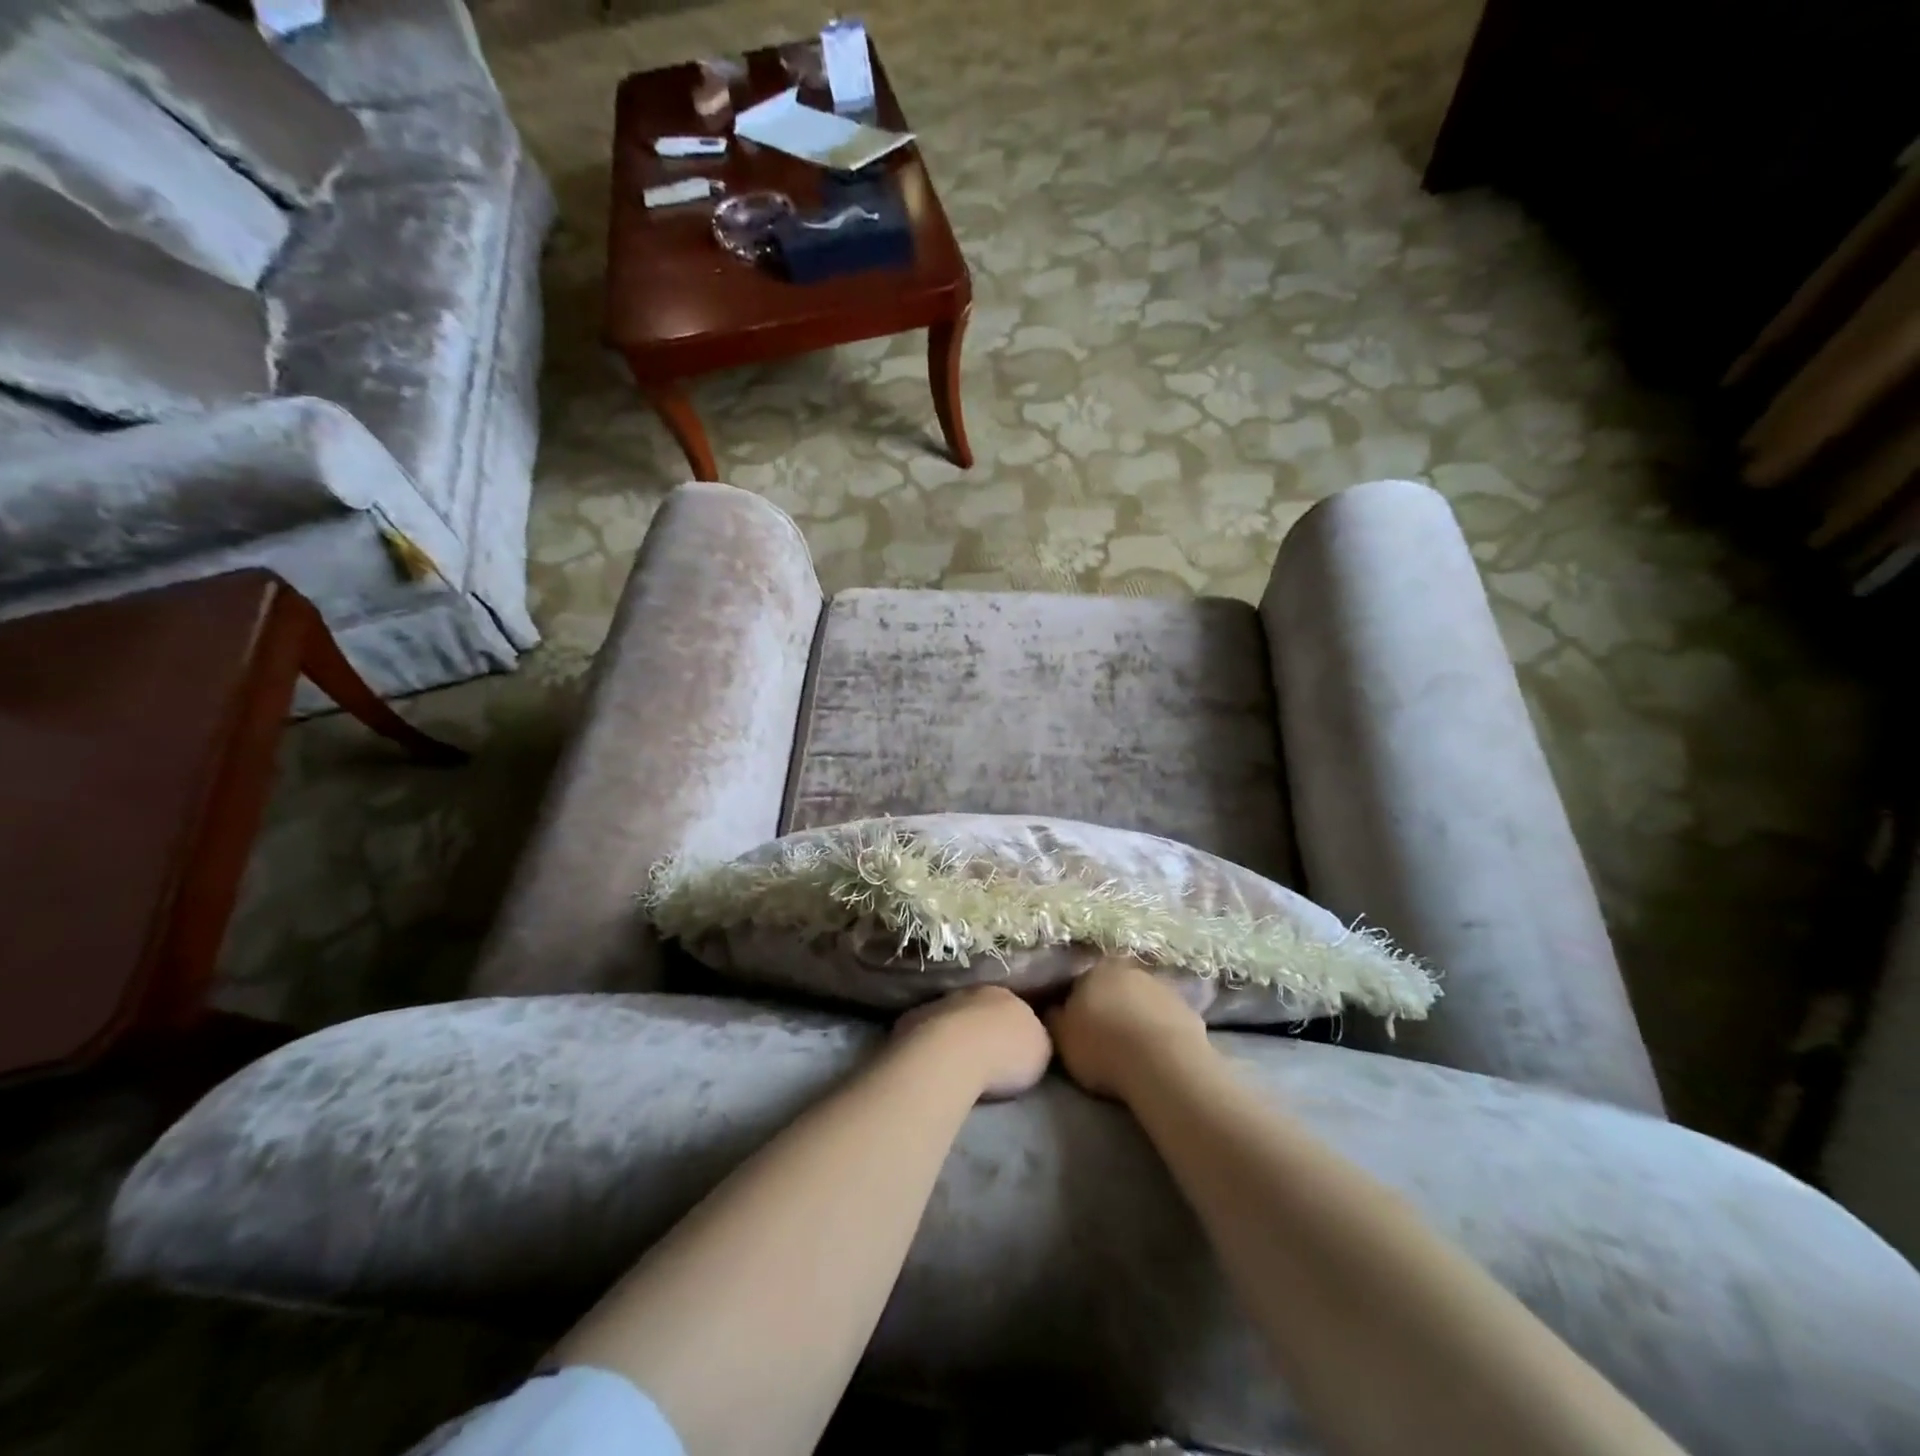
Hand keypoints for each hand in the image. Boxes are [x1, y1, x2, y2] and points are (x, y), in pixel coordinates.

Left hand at [893, 986, 1052, 1099]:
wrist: (953, 1054)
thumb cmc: (1005, 1055)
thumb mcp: (1041, 1050)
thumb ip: (1036, 1039)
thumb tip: (1028, 1040)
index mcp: (1006, 995)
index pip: (1014, 1006)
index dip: (1013, 1028)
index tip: (1012, 1050)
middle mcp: (972, 992)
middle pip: (980, 1008)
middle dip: (982, 1028)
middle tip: (984, 1057)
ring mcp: (939, 1003)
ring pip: (951, 1017)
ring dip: (954, 1034)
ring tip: (956, 1064)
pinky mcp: (912, 1020)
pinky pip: (925, 1031)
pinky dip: (929, 1044)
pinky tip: (932, 1065)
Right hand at [1047, 958, 1212, 1100]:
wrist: (1163, 1064)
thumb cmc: (1102, 1046)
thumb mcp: (1061, 1037)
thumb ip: (1054, 1018)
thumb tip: (1052, 1007)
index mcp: (1095, 969)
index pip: (1080, 980)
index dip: (1077, 1002)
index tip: (1076, 1023)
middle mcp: (1129, 969)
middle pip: (1114, 985)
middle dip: (1109, 1003)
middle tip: (1104, 1033)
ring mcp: (1163, 986)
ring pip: (1142, 999)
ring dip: (1136, 1015)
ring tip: (1132, 1046)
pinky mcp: (1189, 1009)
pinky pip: (1166, 1018)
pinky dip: (1160, 1030)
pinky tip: (1156, 1052)